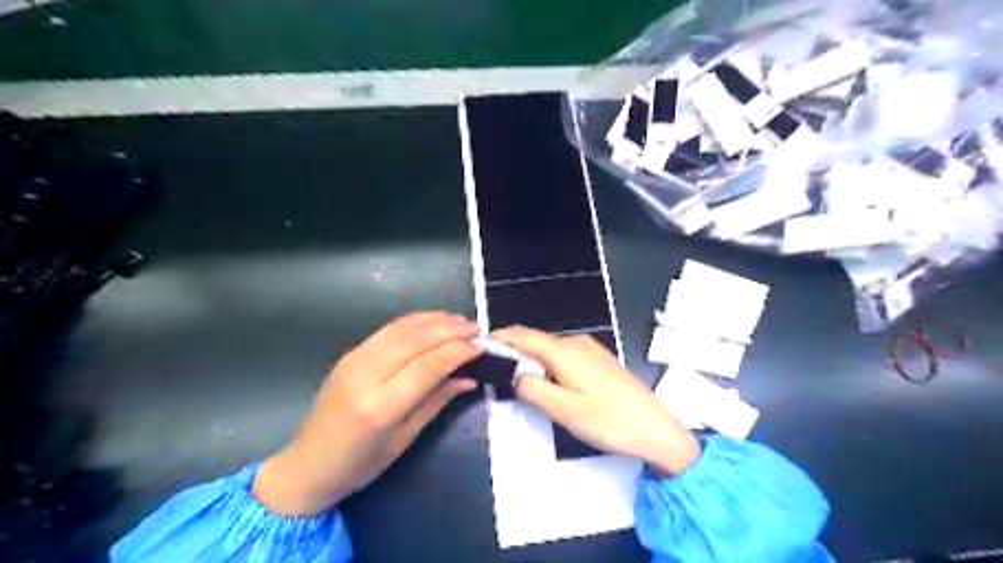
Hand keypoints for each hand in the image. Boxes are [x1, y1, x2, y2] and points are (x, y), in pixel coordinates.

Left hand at [254, 312, 478, 513]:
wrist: (306, 465)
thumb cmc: (359, 465)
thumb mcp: (404, 439)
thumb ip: (436, 402)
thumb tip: (468, 377)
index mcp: (379, 407)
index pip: (426, 366)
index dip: (456, 351)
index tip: (480, 346)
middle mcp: (365, 375)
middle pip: (414, 340)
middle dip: (449, 330)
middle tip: (475, 329)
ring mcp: (353, 360)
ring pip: (400, 329)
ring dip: (433, 321)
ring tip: (459, 321)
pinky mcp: (350, 354)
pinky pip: (387, 330)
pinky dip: (414, 321)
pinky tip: (432, 321)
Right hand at [493, 325, 698, 475]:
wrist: (656, 429)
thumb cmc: (609, 421)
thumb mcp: (564, 411)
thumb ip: (533, 389)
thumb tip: (514, 375)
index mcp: (564, 351)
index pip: (523, 335)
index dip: (500, 337)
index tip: (479, 345)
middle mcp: (575, 342)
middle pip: (535, 340)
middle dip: (513, 349)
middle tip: (492, 367)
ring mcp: (589, 349)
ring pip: (549, 348)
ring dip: (530, 358)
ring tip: (513, 377)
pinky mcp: (598, 359)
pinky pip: (562, 355)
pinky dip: (546, 363)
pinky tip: (545, 380)